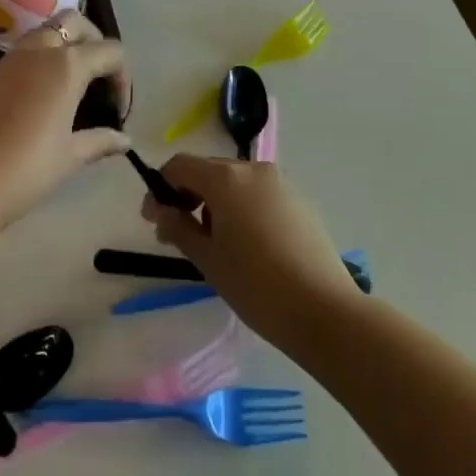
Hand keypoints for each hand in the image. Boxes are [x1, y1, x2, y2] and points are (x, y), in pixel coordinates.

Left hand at [0, 11, 130, 235]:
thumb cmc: (24, 171)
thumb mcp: (70, 157)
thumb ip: (100, 141)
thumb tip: (125, 140)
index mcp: (67, 65)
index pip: (111, 51)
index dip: (123, 79)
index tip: (119, 112)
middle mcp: (40, 50)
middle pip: (77, 23)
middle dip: (95, 43)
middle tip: (100, 79)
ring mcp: (12, 58)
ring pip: (48, 31)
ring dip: (67, 47)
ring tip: (75, 87)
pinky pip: (27, 50)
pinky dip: (44, 59)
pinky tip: (45, 96)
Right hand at [142, 155, 362, 350]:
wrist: (323, 310)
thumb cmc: (256, 285)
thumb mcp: (208, 259)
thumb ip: (179, 227)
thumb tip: (161, 210)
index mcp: (226, 178)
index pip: (180, 165)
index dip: (161, 188)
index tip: (152, 219)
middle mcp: (253, 169)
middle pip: (208, 170)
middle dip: (187, 195)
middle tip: (177, 233)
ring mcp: (280, 182)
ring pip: (235, 182)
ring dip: (215, 202)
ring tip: (213, 243)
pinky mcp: (298, 200)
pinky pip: (258, 194)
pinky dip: (241, 208)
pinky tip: (247, 245)